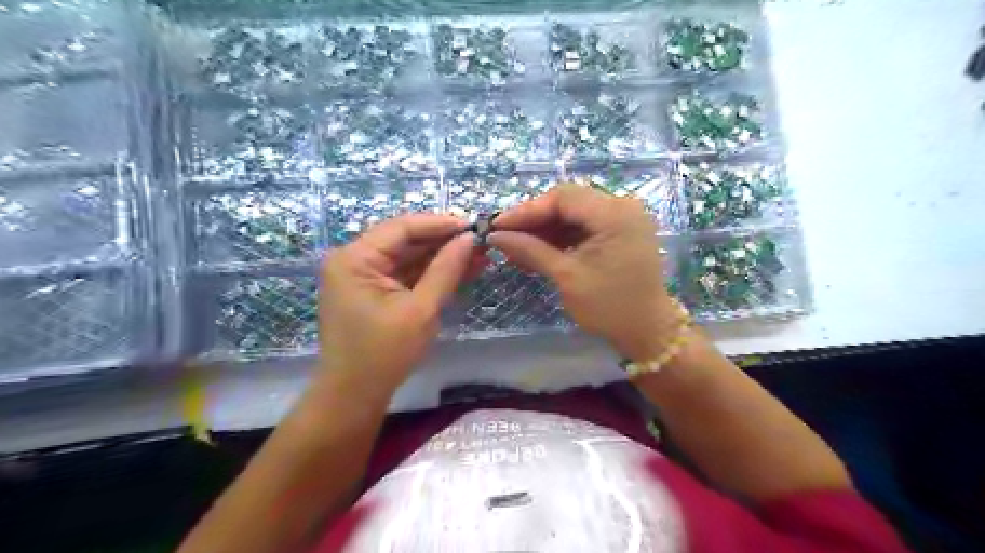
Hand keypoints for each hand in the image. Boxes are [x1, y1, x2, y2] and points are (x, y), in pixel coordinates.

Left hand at [319, 213, 481, 391]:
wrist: (355, 396)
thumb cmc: (384, 354)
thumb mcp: (421, 310)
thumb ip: (446, 270)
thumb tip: (470, 239)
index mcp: (355, 258)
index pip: (401, 228)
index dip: (439, 224)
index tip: (473, 225)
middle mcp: (354, 259)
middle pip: (405, 240)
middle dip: (444, 242)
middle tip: (480, 242)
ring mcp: (362, 275)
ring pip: (408, 257)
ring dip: (441, 257)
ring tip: (479, 255)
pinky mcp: (372, 291)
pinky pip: (404, 274)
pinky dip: (430, 273)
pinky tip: (461, 269)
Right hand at [489, 183, 681, 360]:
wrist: (648, 331)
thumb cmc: (609, 307)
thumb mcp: (567, 276)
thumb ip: (531, 250)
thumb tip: (496, 236)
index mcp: (614, 214)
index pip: (563, 197)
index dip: (527, 210)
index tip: (498, 226)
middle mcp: (623, 206)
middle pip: (568, 202)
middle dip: (535, 220)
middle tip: (506, 237)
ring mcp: (624, 218)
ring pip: (574, 213)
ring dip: (546, 229)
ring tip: (518, 247)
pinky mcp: (621, 231)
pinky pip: (585, 225)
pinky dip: (562, 236)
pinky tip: (540, 250)